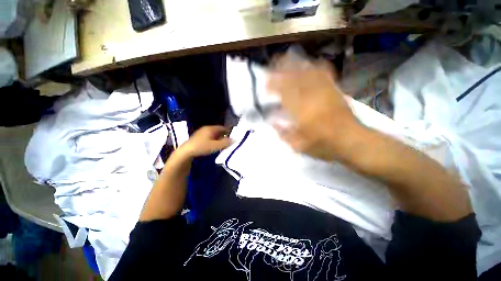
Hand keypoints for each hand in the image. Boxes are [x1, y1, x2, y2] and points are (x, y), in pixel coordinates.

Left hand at [177, 126, 231, 158]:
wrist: (186, 152)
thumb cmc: (202, 147)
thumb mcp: (215, 145)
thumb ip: (225, 143)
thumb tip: (234, 140)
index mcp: (210, 128)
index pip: (222, 128)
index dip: (228, 131)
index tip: (233, 136)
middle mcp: (206, 129)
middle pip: (218, 131)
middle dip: (224, 136)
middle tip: (229, 142)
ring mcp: (202, 133)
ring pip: (214, 135)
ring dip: (219, 139)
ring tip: (223, 145)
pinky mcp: (199, 138)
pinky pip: (209, 137)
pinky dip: (214, 141)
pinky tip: (214, 146)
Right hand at [268, 54, 362, 161]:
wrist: (353, 141)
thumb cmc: (324, 145)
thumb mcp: (299, 146)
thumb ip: (284, 133)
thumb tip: (272, 122)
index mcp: (302, 111)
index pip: (284, 92)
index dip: (273, 85)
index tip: (265, 84)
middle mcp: (312, 96)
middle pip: (295, 77)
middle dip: (281, 69)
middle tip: (271, 66)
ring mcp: (325, 90)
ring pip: (307, 71)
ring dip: (295, 64)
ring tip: (285, 60)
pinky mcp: (334, 89)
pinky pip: (324, 72)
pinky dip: (314, 66)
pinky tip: (309, 64)